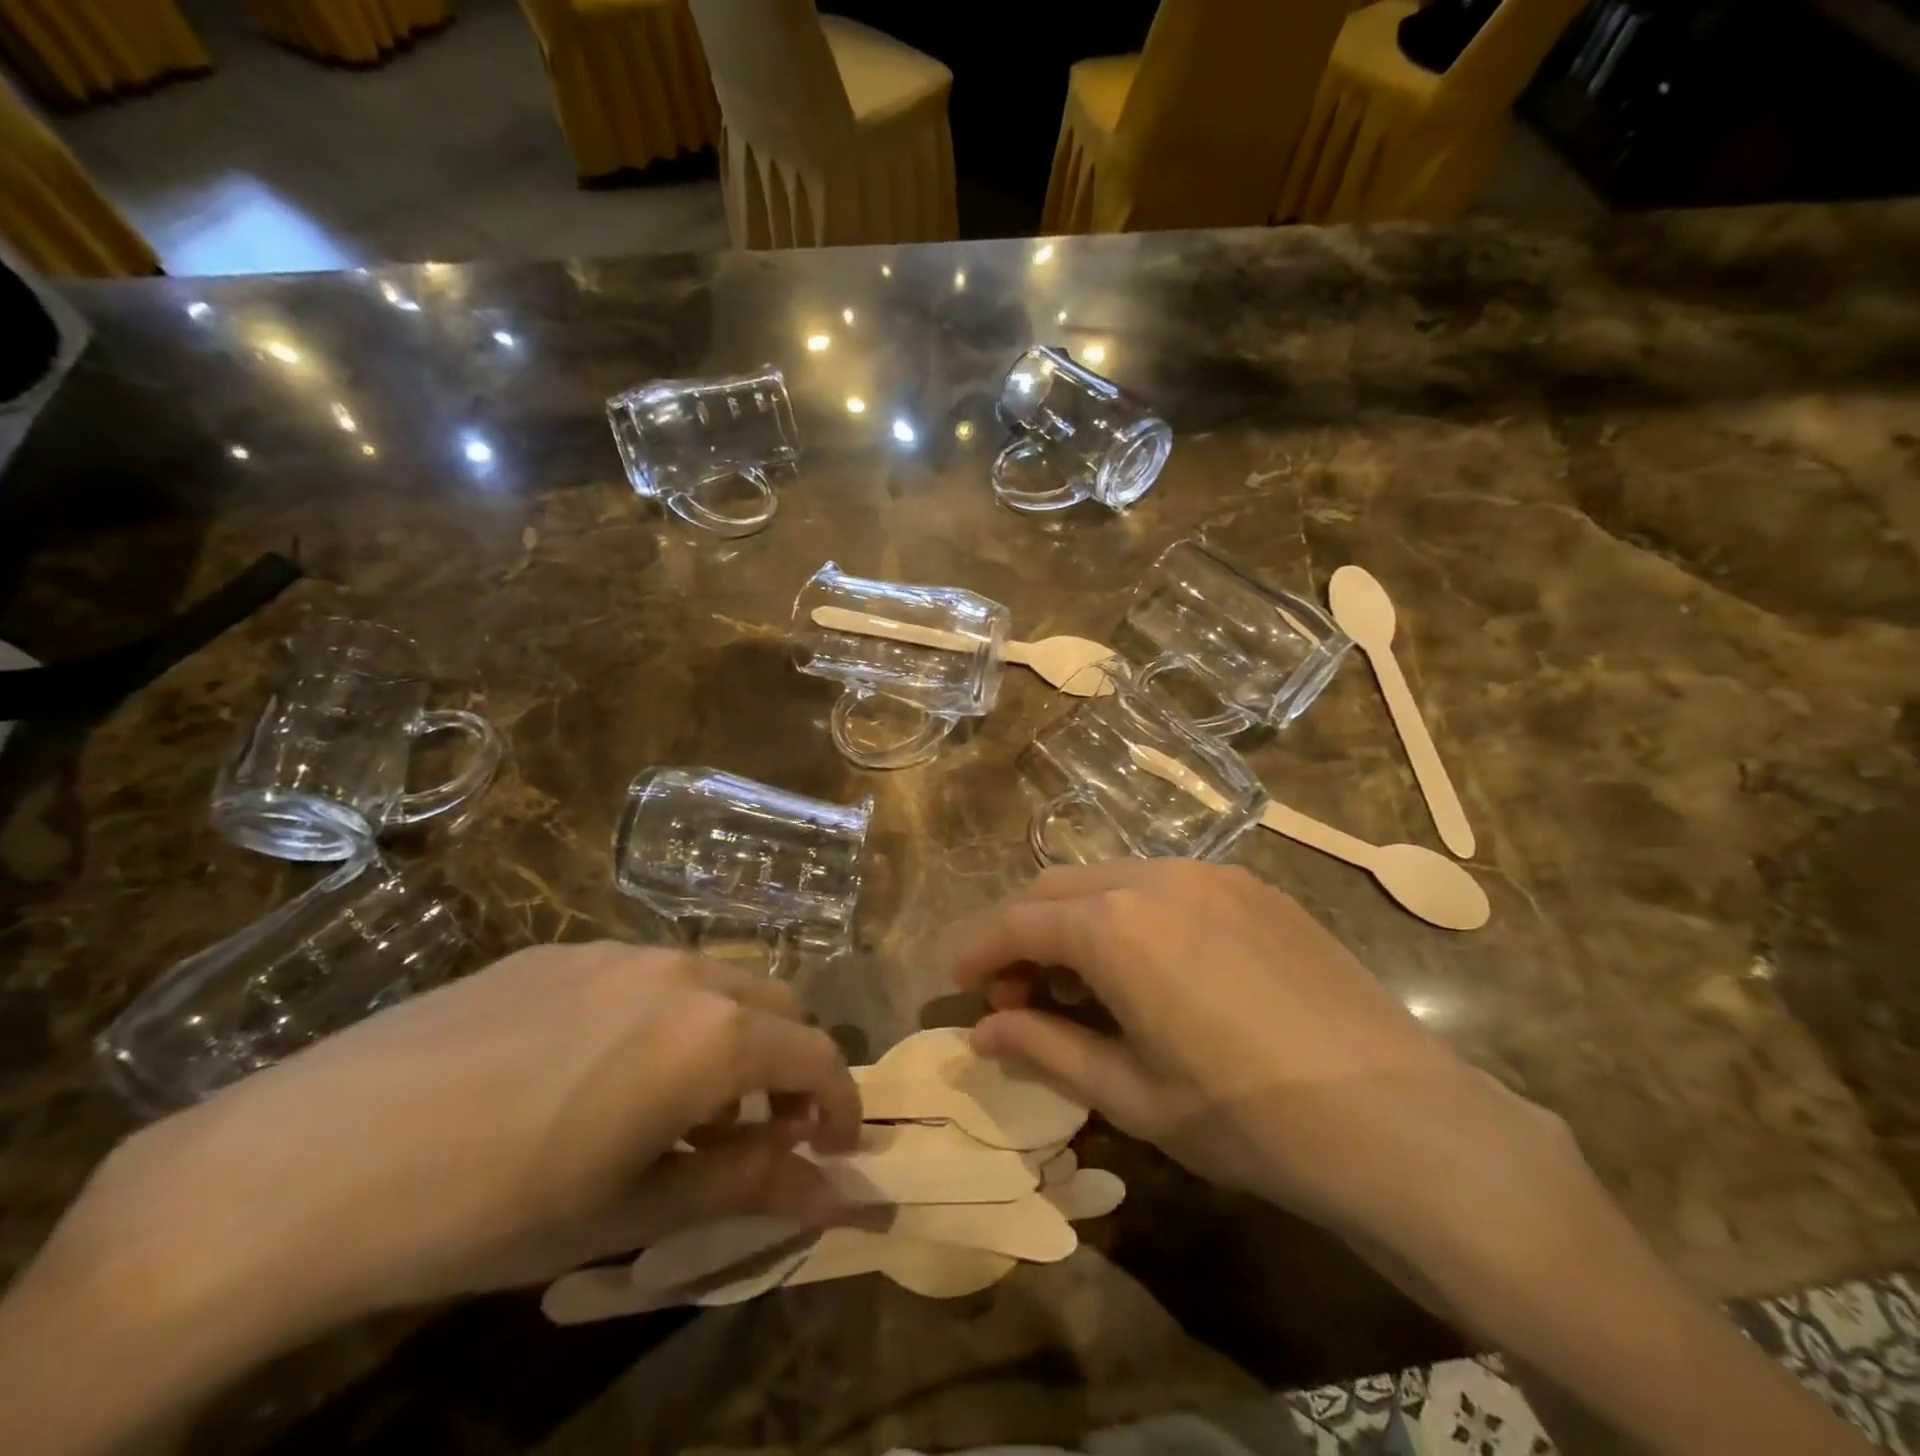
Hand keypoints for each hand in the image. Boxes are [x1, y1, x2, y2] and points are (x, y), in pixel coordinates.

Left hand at [60, 942, 860, 1336]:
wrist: (310, 1162)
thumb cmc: (490, 1209)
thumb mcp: (632, 1213)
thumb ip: (745, 1187)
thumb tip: (833, 1192)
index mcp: (710, 1035)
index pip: (817, 1054)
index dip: (840, 1102)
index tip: (835, 1146)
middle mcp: (681, 971)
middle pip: (776, 1004)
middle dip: (789, 1064)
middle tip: (760, 1130)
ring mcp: (617, 950)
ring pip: (713, 982)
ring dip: (728, 1035)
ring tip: (680, 1103)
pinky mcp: (559, 949)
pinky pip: (644, 974)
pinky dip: (665, 1016)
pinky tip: (597, 1071)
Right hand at [949, 860, 1593, 1262]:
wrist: (1398, 1119)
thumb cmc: (1246, 1117)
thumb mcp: (1131, 1093)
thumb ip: (1045, 1050)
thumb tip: (983, 1030)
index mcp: (1113, 925)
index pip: (1017, 922)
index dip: (978, 950)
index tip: (957, 982)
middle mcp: (1154, 877)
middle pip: (1059, 889)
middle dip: (1025, 934)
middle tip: (1022, 995)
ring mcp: (1211, 874)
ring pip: (1112, 879)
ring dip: (1079, 920)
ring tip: (1087, 985)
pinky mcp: (1254, 886)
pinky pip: (1167, 884)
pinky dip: (1132, 914)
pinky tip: (1154, 967)